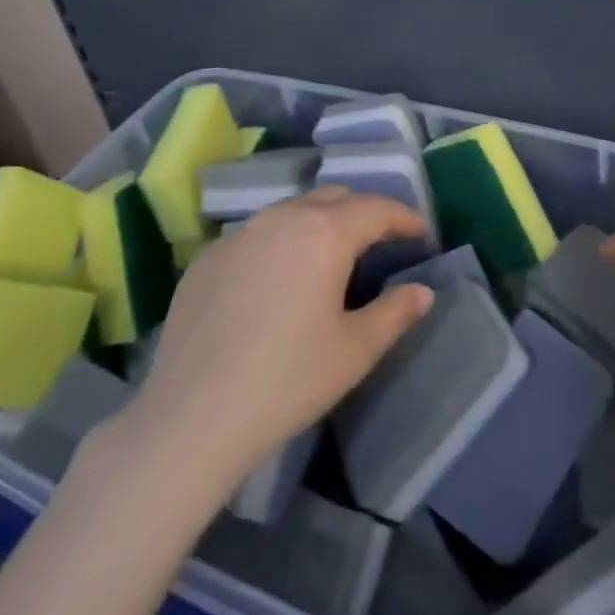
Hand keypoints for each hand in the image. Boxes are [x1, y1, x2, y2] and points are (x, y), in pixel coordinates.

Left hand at [115, 187, 434, 482]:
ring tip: (330, 253)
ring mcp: (240, 234)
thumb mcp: (354, 351)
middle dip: (362, 212)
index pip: (376, 209)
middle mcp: (283, 217)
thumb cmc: (287, 380)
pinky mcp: (208, 257)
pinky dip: (279, 244)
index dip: (404, 218)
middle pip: (333, 198)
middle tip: (380, 239)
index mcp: (325, 232)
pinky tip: (276, 279)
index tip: (421, 231)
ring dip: (319, 223)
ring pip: (291, 211)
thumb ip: (395, 313)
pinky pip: (256, 236)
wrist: (192, 416)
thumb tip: (422, 292)